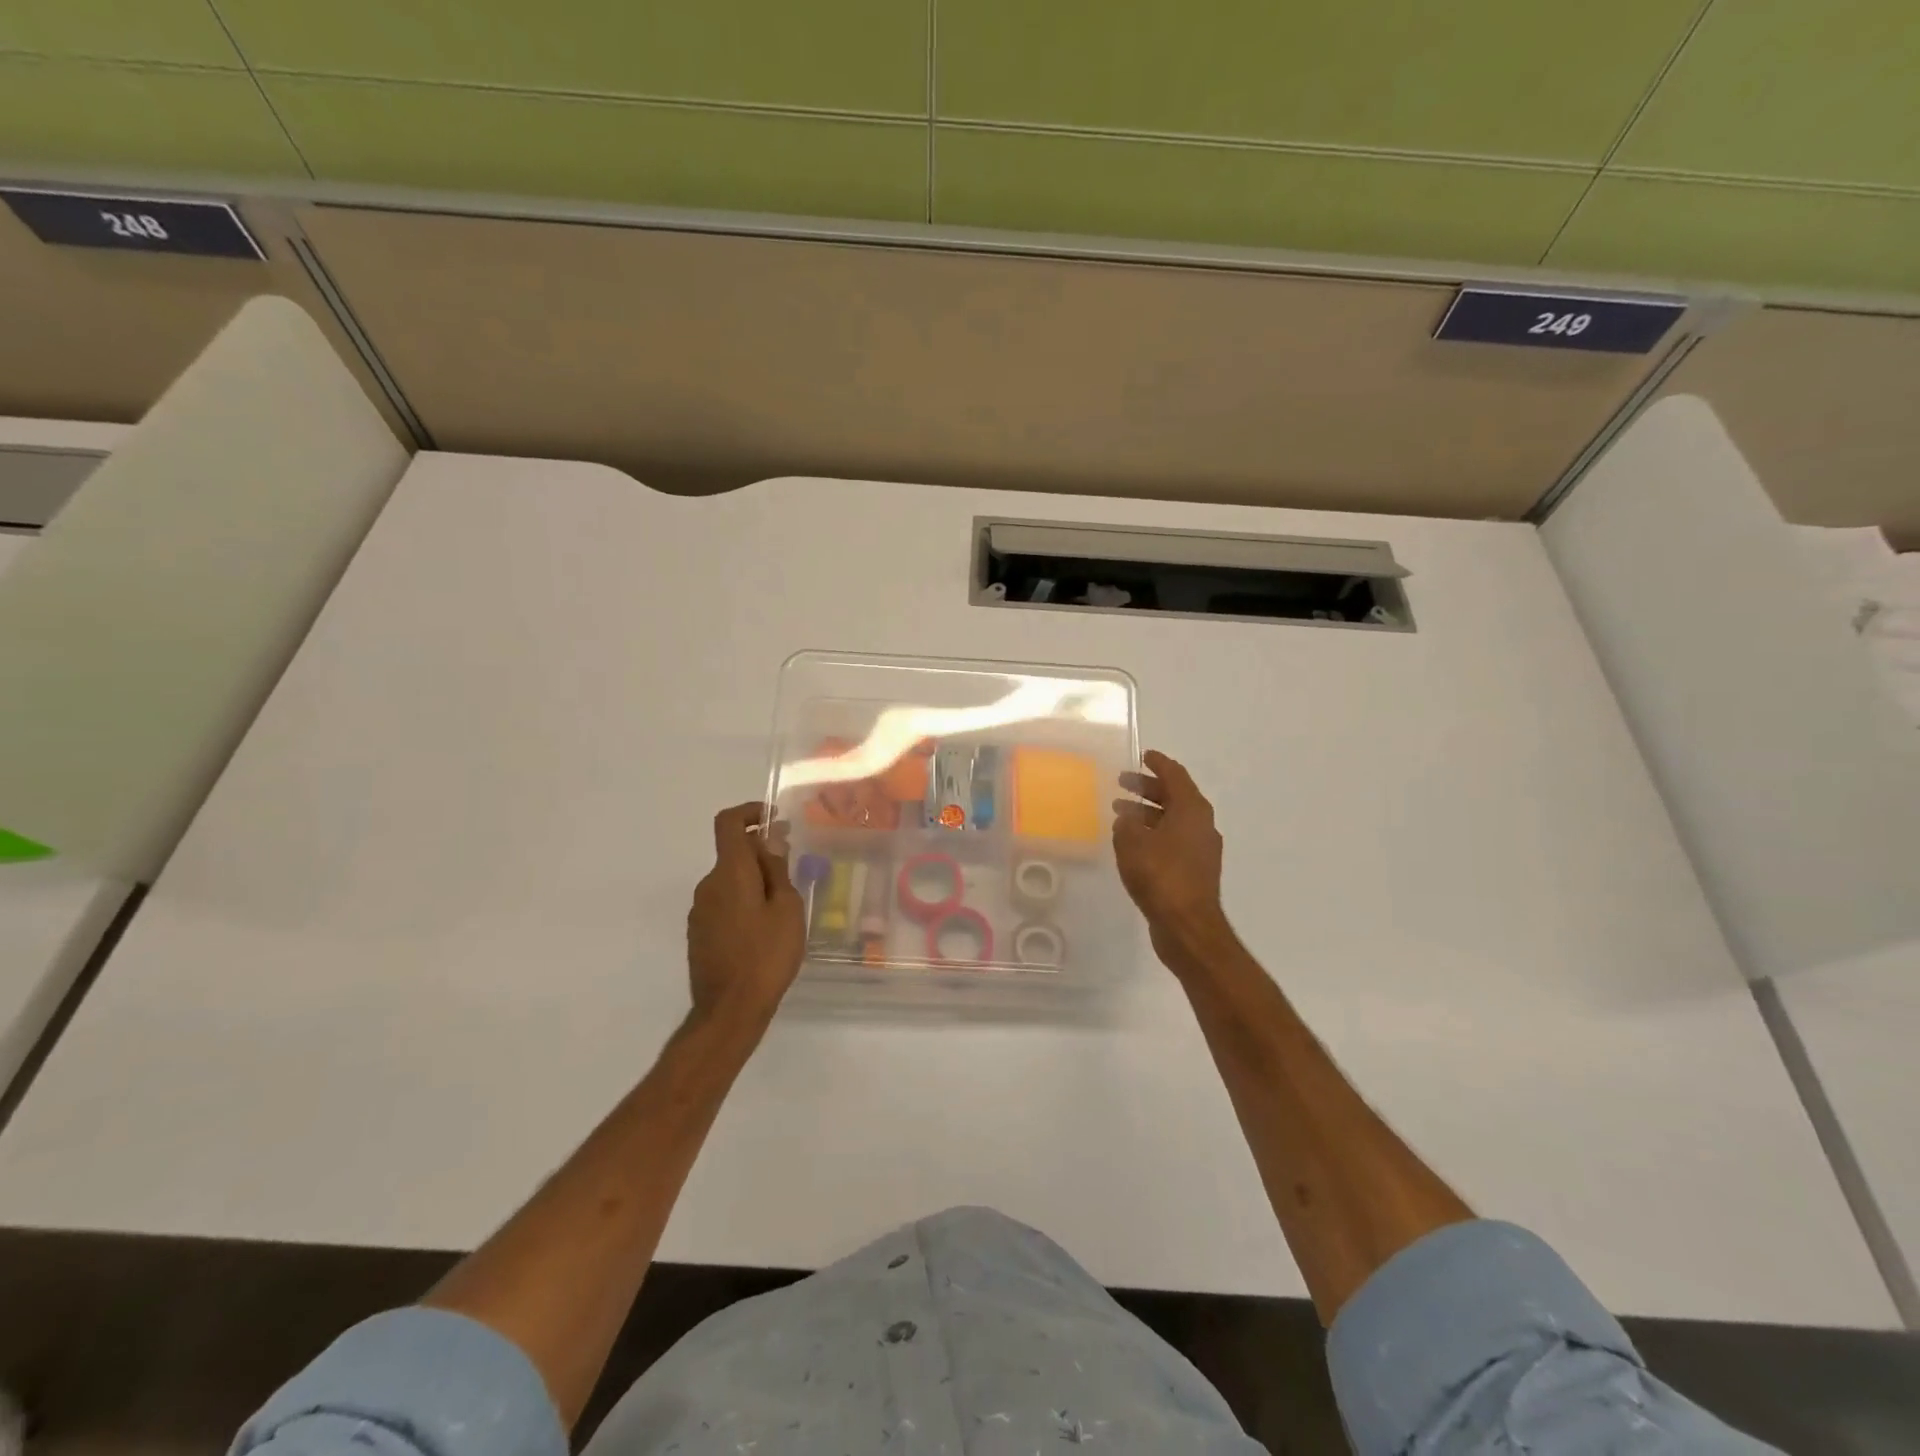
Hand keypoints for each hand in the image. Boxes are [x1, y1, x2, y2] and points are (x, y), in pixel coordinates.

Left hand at [686, 803, 805, 1028]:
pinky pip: (723, 904)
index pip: (728, 823)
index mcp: (730, 873)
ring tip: (782, 908)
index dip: (749, 812)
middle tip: (792, 873)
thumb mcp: (787, 909)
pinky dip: (743, 903)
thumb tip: (771, 840)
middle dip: (761, 854)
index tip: (774, 819)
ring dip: (753, 882)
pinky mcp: (698, 933)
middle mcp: (708, 885)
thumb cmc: (767, 955)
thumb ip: (778, 870)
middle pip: (732, 854)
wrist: (729, 1010)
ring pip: (729, 881)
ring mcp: (699, 911)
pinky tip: (763, 931)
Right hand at [1113, 750, 1229, 967]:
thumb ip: (1127, 823)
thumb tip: (1127, 818)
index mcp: (1192, 810)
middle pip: (1175, 796)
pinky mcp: (1195, 871)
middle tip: (1122, 783)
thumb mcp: (1132, 843)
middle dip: (1148, 788)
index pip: (1176, 775)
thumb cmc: (1161, 876)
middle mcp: (1202, 825)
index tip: (1142, 755)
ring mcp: (1201, 849)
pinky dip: (1153, 833)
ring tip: (1120, 813)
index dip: (1158, 763)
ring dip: (1148, 813)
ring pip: (1173, 819)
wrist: (1187, 926)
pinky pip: (1173, 840)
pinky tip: (1133, 843)